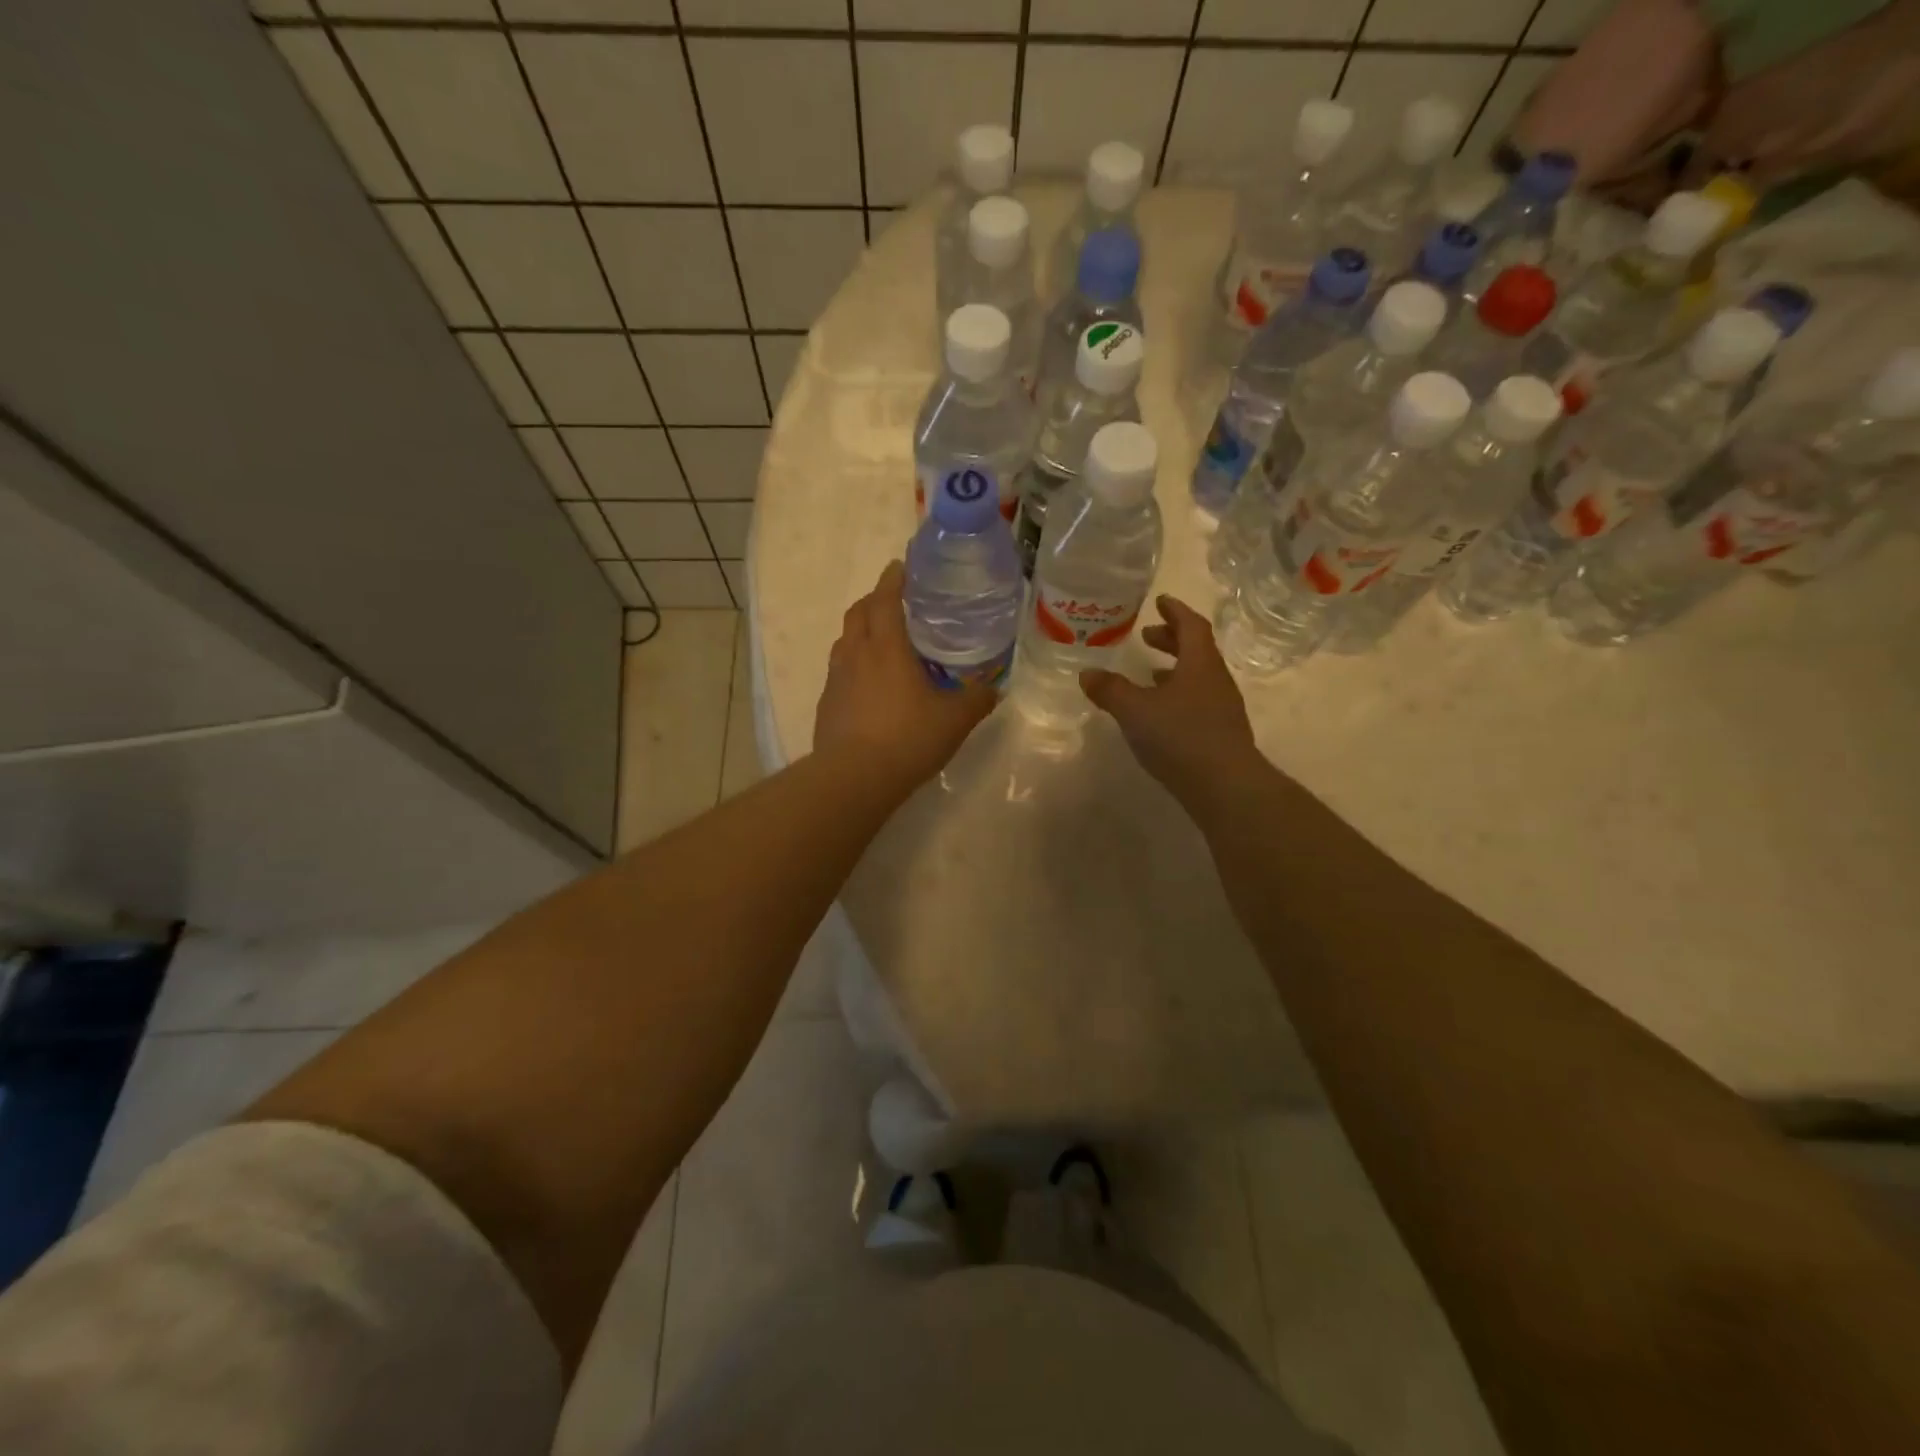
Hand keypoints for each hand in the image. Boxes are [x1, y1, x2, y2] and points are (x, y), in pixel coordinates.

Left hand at [814, 561, 995, 793]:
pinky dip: (853, 664)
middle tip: (894, 602)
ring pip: (844, 641)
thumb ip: (976, 700)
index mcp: (886, 647)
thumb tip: (992, 689)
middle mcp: (856, 655)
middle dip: (874, 600)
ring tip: (881, 641)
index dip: (892, 579)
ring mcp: (836, 679)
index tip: (900, 567)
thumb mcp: (954, 720)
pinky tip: (868, 685)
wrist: (853, 778)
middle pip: (858, 613)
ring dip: (860, 631)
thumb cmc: (907, 738)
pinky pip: (839, 671)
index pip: (884, 599)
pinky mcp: (826, 704)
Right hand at [1081, 594, 1264, 808]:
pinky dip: (1178, 694)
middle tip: (1148, 635)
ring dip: (1175, 668)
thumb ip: (1110, 690)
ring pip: (1198, 676)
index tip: (1161, 601)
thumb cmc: (1180, 736)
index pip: (1192, 626)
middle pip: (1197, 649)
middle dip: (1172, 639)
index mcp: (1200, 663)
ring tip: (1150, 673)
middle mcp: (1215, 679)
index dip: (1176, 611)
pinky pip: (1198, 700)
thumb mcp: (1135, 710)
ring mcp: (1222, 708)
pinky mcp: (1220, 733)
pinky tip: (1161, 712)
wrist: (1225, 786)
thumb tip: (1086, 673)